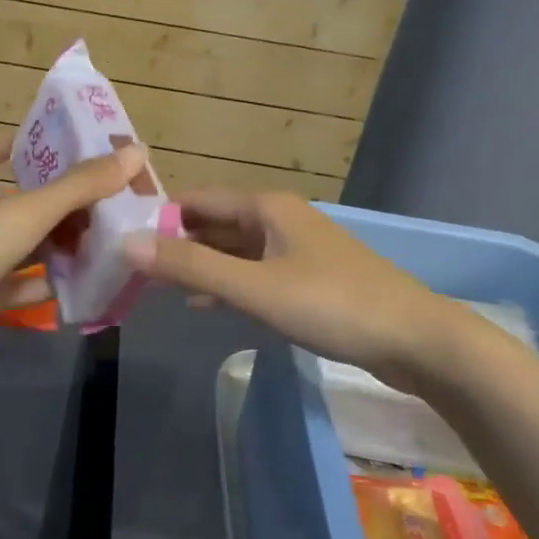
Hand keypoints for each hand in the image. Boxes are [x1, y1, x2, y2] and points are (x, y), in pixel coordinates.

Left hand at [0, 133, 144, 349]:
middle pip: (17, 204)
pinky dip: (48, 285)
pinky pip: (22, 288)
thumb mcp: (33, 207)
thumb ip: (83, 184)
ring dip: (57, 245)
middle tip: (98, 198)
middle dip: (55, 202)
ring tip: (100, 240)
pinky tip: (81, 283)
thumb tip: (136, 152)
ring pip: (24, 247)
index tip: (43, 140)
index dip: (11, 142)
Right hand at [124, 190, 463, 391]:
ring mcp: (296, 249)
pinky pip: (254, 272)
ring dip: (199, 264)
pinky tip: (205, 304)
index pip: (197, 199)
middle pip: (214, 222)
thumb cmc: (333, 304)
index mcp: (266, 207)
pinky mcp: (308, 278)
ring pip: (234, 249)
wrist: (417, 340)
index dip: (159, 214)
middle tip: (132, 267)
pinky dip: (227, 283)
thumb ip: (192, 267)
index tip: (122, 237)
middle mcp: (278, 218)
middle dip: (176, 242)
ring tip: (157, 286)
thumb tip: (128, 244)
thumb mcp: (254, 288)